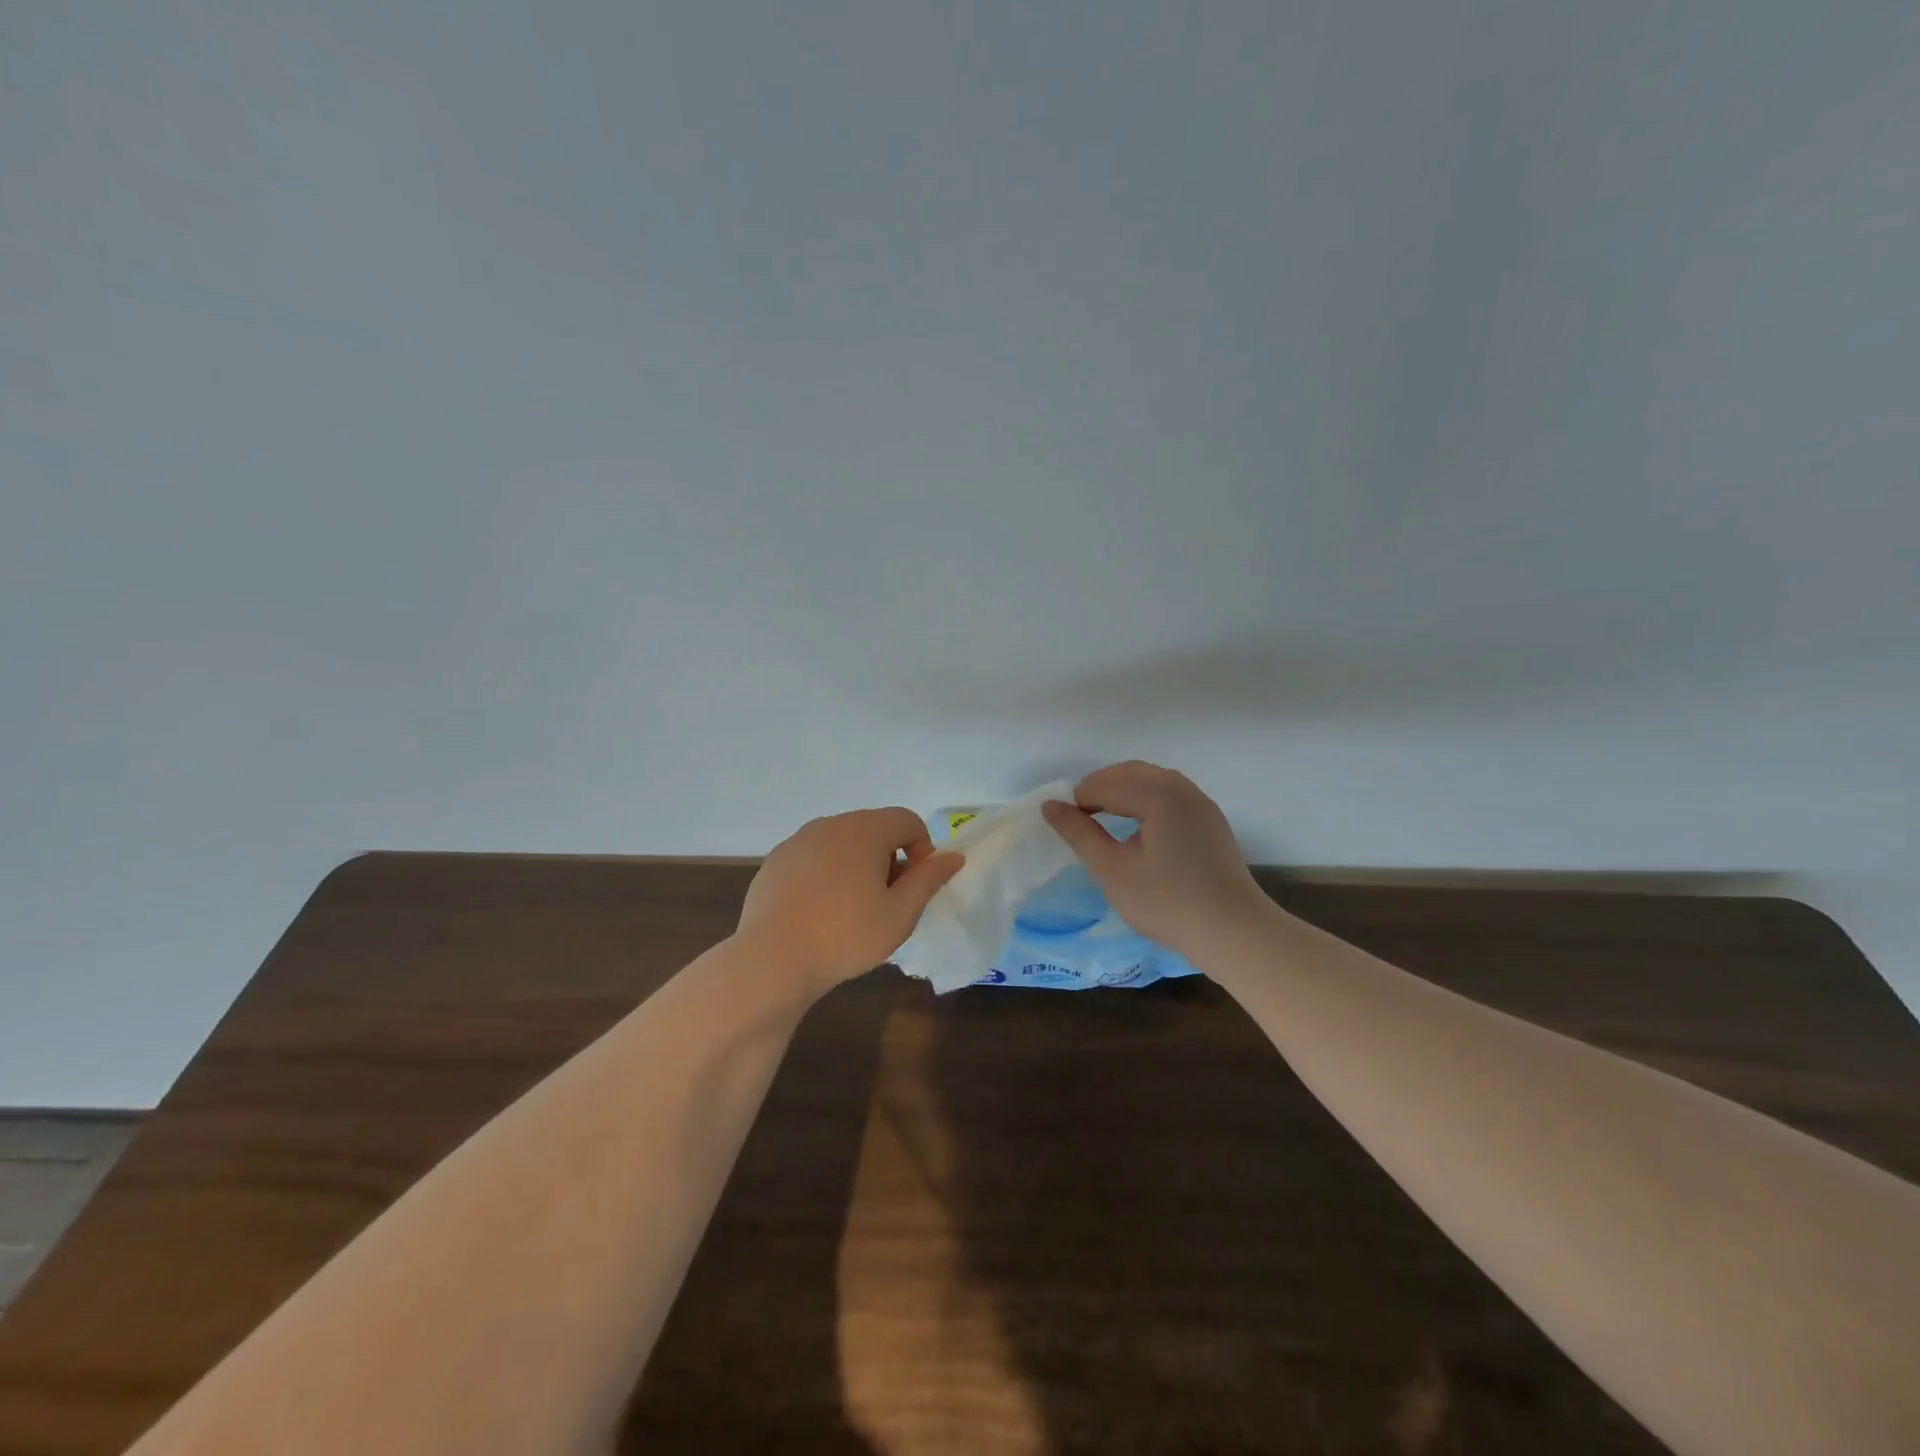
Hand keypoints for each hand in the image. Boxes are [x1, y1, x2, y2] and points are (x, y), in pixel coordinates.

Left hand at [736, 808, 964, 993]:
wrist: (772, 960)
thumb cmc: (846, 935)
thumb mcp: (900, 913)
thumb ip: (929, 879)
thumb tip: (953, 857)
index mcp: (863, 830)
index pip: (907, 820)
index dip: (922, 848)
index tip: (915, 886)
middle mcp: (829, 825)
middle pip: (873, 829)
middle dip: (889, 858)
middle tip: (887, 901)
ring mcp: (797, 842)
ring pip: (841, 843)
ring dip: (856, 866)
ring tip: (852, 909)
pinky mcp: (774, 862)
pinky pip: (813, 859)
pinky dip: (825, 875)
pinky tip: (819, 913)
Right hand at [1041, 761, 1267, 956]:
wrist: (1233, 932)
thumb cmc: (1167, 903)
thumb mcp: (1113, 870)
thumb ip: (1079, 834)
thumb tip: (1050, 806)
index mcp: (1158, 794)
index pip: (1106, 783)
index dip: (1079, 800)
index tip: (1065, 826)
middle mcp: (1182, 788)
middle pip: (1130, 772)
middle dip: (1100, 789)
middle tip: (1080, 820)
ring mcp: (1200, 802)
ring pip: (1151, 780)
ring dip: (1123, 791)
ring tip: (1104, 821)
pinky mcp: (1210, 819)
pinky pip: (1170, 793)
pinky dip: (1145, 799)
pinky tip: (1137, 828)